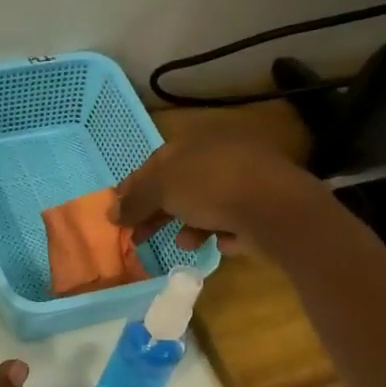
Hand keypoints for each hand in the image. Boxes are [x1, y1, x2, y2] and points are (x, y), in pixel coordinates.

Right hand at [113, 135, 324, 253]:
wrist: (274, 207)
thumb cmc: (211, 187)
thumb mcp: (163, 188)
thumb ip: (135, 200)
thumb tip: (111, 212)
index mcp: (195, 142)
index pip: (156, 163)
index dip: (134, 188)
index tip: (118, 214)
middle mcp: (220, 156)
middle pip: (178, 186)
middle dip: (157, 212)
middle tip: (139, 237)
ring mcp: (242, 181)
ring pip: (204, 205)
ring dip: (188, 226)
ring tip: (184, 243)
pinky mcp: (259, 208)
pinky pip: (230, 222)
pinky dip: (218, 233)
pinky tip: (217, 244)